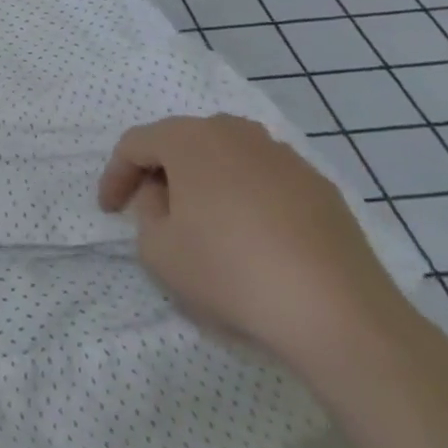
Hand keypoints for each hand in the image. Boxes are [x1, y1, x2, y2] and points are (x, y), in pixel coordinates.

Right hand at [99, 113, 407, 373]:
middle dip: (160, 173)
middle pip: (181, 142)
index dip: (115, 176)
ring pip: (225, 157)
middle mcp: (234, 132)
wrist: (339, 314)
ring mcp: (282, 156)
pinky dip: (246, 198)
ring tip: (202, 221)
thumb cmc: (232, 273)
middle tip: (152, 210)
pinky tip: (251, 237)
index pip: (135, 144)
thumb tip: (166, 199)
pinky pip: (264, 179)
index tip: (109, 210)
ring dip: (205, 182)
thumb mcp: (158, 250)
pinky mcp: (319, 186)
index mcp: (189, 139)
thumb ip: (147, 213)